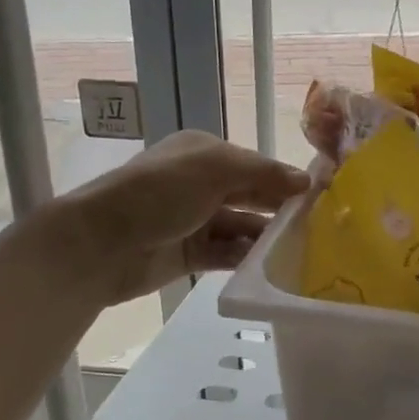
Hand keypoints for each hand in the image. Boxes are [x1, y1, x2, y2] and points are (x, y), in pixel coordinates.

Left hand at [40, 131, 309, 306]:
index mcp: (204, 153)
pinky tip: (269, 265)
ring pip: (243, 226)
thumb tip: (306, 181)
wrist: (99, 243)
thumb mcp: (214, 169)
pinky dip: (246, 258)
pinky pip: (227, 254)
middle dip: (279, 208)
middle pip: (251, 195)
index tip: (320, 196)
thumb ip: (263, 174)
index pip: (256, 165)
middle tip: (318, 225)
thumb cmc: (158, 194)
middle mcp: (201, 184)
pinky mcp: (189, 254)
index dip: (285, 178)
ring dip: (266, 236)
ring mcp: (194, 220)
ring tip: (300, 249)